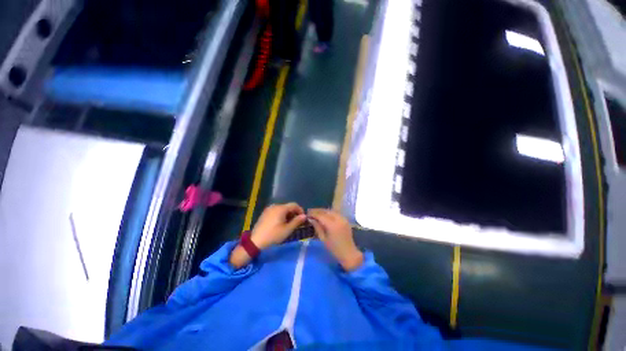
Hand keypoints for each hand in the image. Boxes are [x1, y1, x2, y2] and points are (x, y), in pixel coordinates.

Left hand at [251, 203, 306, 249]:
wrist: (255, 241)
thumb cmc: (273, 235)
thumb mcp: (287, 229)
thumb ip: (297, 221)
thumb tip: (304, 216)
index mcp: (281, 208)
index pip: (294, 205)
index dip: (300, 210)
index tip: (303, 218)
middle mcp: (275, 206)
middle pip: (288, 206)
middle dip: (294, 213)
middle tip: (297, 222)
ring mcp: (269, 209)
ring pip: (282, 209)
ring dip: (288, 214)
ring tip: (289, 224)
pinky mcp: (265, 213)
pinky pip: (276, 211)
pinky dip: (281, 215)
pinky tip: (281, 223)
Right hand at [308, 209, 363, 271]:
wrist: (349, 253)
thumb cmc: (334, 249)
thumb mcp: (323, 239)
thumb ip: (317, 227)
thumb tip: (310, 219)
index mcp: (332, 225)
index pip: (320, 215)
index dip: (313, 214)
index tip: (307, 214)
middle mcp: (338, 219)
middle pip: (326, 211)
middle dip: (317, 211)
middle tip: (310, 212)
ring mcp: (343, 218)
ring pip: (331, 211)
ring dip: (323, 211)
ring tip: (316, 213)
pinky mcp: (345, 219)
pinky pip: (335, 213)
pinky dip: (329, 212)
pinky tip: (324, 215)